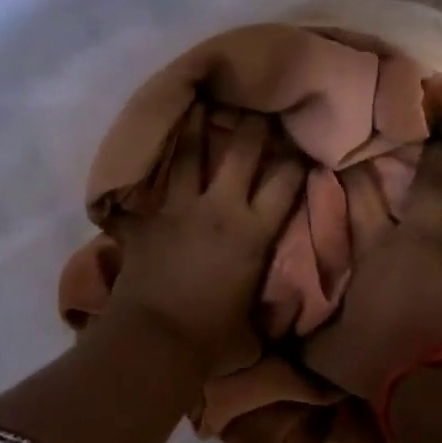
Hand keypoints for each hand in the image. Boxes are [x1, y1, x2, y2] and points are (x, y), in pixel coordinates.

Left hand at [106, 108, 305, 370]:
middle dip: (253, 126)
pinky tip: (139, 157)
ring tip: (197, 102)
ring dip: (194, 128)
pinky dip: (140, 176)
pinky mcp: (146, 221)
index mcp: (254, 233)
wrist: (159, 340)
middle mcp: (220, 209)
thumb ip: (264, 297)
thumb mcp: (253, 317)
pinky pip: (143, 189)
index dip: (297, 162)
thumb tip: (281, 311)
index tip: (302, 147)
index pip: (285, 184)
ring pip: (188, 155)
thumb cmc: (214, 337)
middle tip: (257, 104)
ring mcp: (179, 209)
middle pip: (241, 153)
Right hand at [303, 139, 441, 399]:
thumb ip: (304, 330)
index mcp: (376, 250)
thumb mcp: (321, 348)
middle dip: (432, 158)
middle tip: (439, 129)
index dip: (354, 172)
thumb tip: (276, 327)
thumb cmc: (372, 356)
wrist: (430, 384)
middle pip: (429, 189)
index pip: (361, 199)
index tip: (350, 148)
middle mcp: (417, 243)